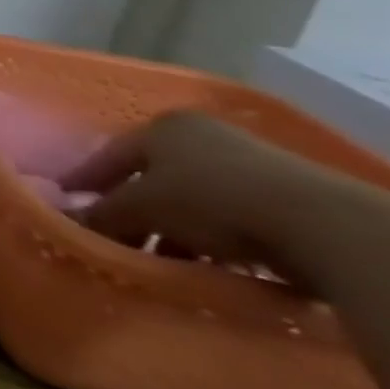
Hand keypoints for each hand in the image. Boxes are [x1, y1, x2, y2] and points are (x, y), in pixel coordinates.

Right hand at [68, 110, 353, 284]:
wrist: (321, 225)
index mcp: (163, 127)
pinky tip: (203, 261)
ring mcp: (247, 163)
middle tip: (114, 239)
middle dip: (131, 211)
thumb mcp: (141, 208)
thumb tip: (68, 223)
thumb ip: (101, 214)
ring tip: (159, 260)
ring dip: (170, 229)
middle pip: (151, 178)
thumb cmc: (210, 199)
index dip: (85, 181)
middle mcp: (202, 136)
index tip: (68, 204)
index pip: (108, 155)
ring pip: (189, 199)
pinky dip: (208, 237)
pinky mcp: (283, 195)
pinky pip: (226, 215)